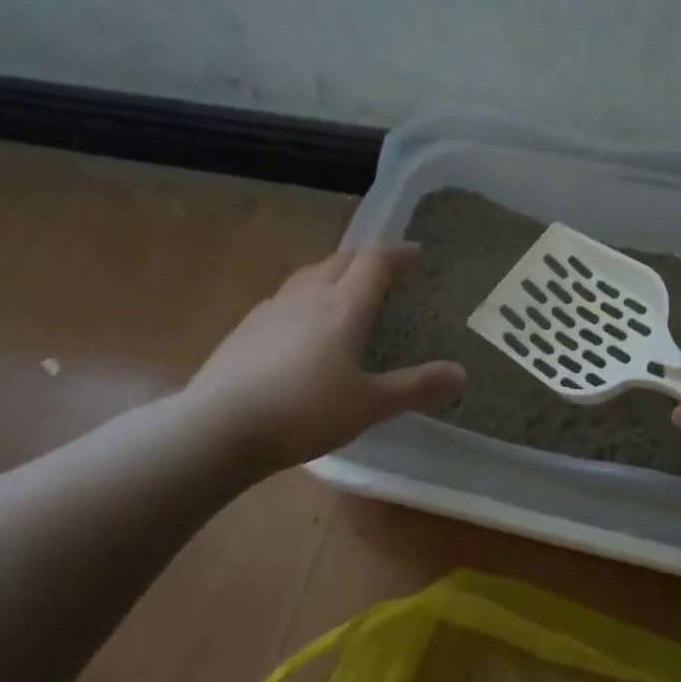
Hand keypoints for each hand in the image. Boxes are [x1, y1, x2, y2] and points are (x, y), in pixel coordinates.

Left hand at [180, 244, 465, 471]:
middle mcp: (309, 295)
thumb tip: (462, 373)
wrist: (218, 428)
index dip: (398, 253)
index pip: (375, 261)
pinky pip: (284, 298)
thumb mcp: (370, 405)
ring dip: (332, 273)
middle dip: (366, 259)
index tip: (416, 254)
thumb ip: (416, 387)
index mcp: (344, 305)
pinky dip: (304, 298)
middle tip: (385, 271)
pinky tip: (300, 326)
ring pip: (308, 274)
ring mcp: (272, 309)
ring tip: (344, 291)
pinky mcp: (245, 328)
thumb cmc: (305, 411)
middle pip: (341, 259)